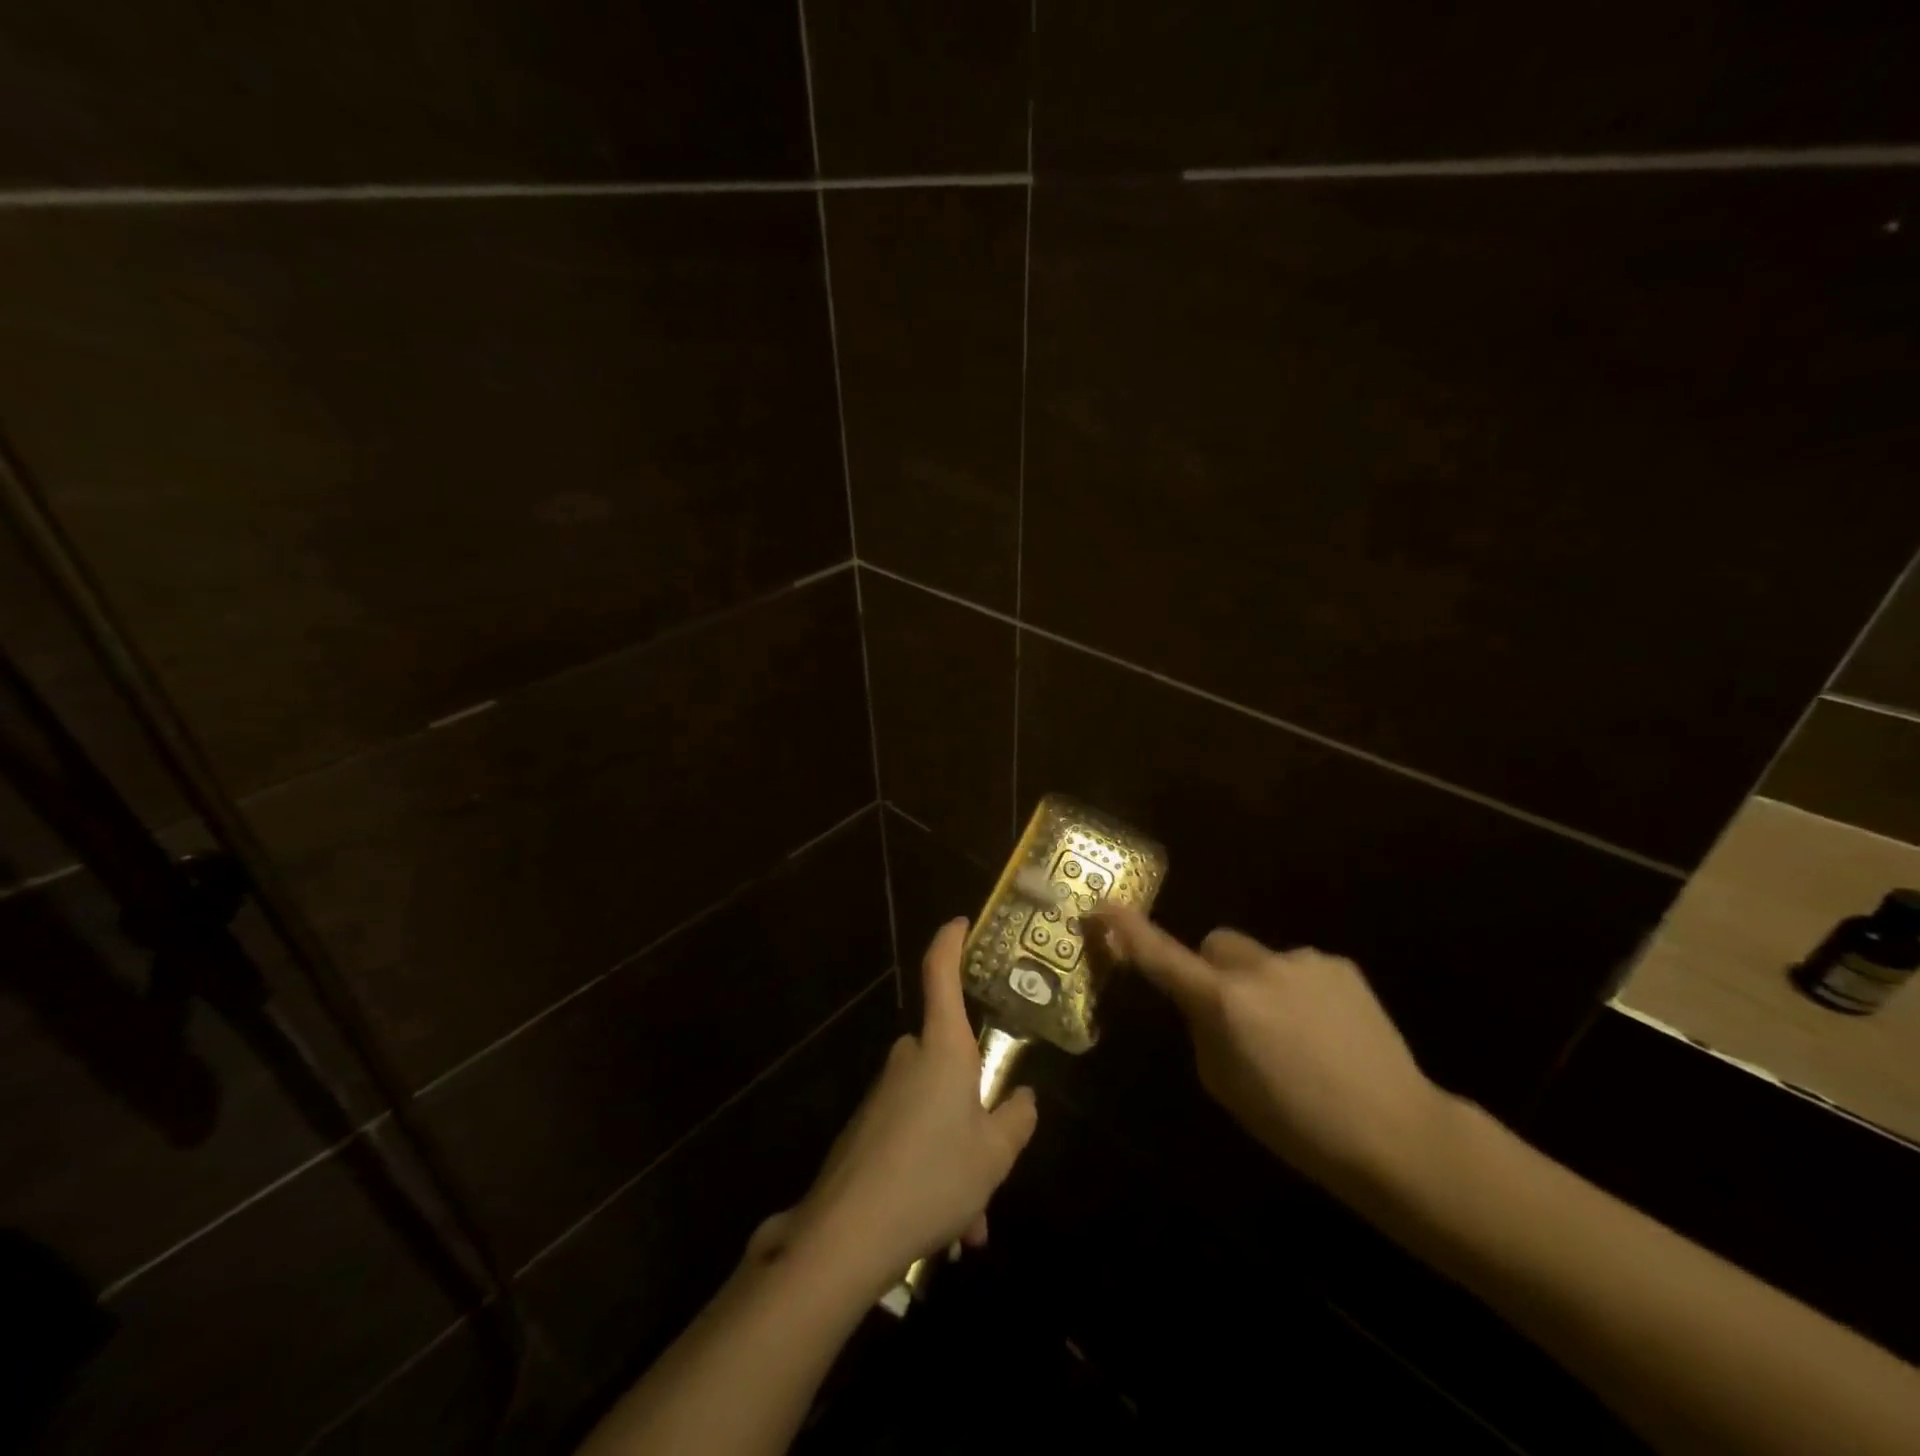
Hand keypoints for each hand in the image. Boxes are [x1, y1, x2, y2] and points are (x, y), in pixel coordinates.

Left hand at [770, 918, 1038, 1293]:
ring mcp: (883, 1092)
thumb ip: (1016, 1120)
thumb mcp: (994, 1154)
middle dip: (976, 1105)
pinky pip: (912, 1135)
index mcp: (942, 1048)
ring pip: (936, 1110)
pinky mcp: (865, 1126)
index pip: (940, 974)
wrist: (847, 1234)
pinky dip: (932, 1169)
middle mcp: (909, 1059)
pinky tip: (942, 1227)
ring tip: (969, 1221)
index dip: (950, 942)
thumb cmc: (933, 1176)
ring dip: (956, 1153)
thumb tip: (1022, 1098)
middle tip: (994, 1159)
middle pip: (951, 1059)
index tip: (961, 923)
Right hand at [1098, 907, 1448, 1196]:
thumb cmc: (1296, 1124)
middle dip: (1212, 969)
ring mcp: (1303, 960)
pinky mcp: (1340, 964)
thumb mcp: (1224, 1084)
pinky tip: (1327, 1032)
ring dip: (1260, 984)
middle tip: (1233, 1014)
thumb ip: (1203, 1030)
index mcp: (1224, 1001)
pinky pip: (1299, 968)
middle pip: (1215, 944)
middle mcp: (1259, 967)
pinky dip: (1298, 991)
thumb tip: (1202, 1003)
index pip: (1162, 956)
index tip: (1103, 906)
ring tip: (1296, 1036)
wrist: (1396, 1132)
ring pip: (1259, 958)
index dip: (1129, 931)